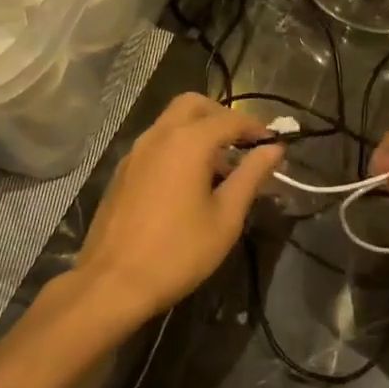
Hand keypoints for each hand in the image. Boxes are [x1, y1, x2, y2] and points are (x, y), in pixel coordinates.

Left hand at [75, 93, 284, 322]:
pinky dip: (178, 147)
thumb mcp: (226, 217)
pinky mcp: (122, 172)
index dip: (255, 128)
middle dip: (221, 116)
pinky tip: (189, 183)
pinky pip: (156, 144)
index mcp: (188, 142)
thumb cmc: (179, 252)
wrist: (113, 282)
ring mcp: (135, 152)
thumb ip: (251, 176)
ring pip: (171, 122)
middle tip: (242, 144)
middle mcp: (158, 136)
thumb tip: (274, 149)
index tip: (273, 144)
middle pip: (193, 105)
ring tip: (220, 169)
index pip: (229, 119)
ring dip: (198, 132)